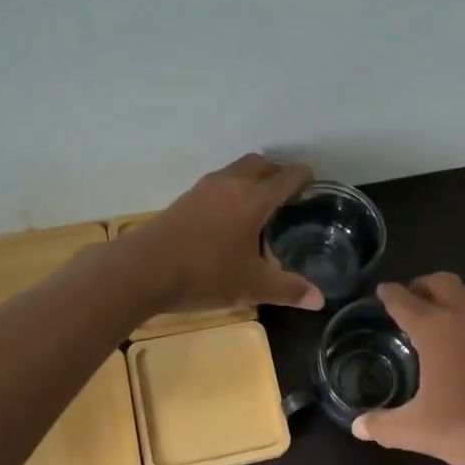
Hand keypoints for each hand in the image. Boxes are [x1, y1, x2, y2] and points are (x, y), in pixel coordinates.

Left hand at [122, 154, 324, 312]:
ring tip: (260, 203)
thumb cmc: (206, 273)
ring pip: (235, 171)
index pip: (286, 178)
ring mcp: (203, 189)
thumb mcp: (252, 286)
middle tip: (288, 191)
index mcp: (253, 198)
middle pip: (259, 164)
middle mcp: (230, 184)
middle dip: (277, 172)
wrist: (144, 270)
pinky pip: (217, 184)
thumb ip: (288, 290)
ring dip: (251, 178)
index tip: (313, 181)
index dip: (303, 177)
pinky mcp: (184, 200)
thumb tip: (320, 300)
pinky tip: (229, 216)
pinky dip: (231, 190)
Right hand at [351, 273, 464, 464]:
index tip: (380, 291)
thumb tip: (358, 426)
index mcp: (437, 329)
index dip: (390, 294)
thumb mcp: (418, 431)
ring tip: (436, 318)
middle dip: (422, 285)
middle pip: (442, 283)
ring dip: (450, 297)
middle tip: (408, 300)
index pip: (405, 301)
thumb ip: (384, 426)